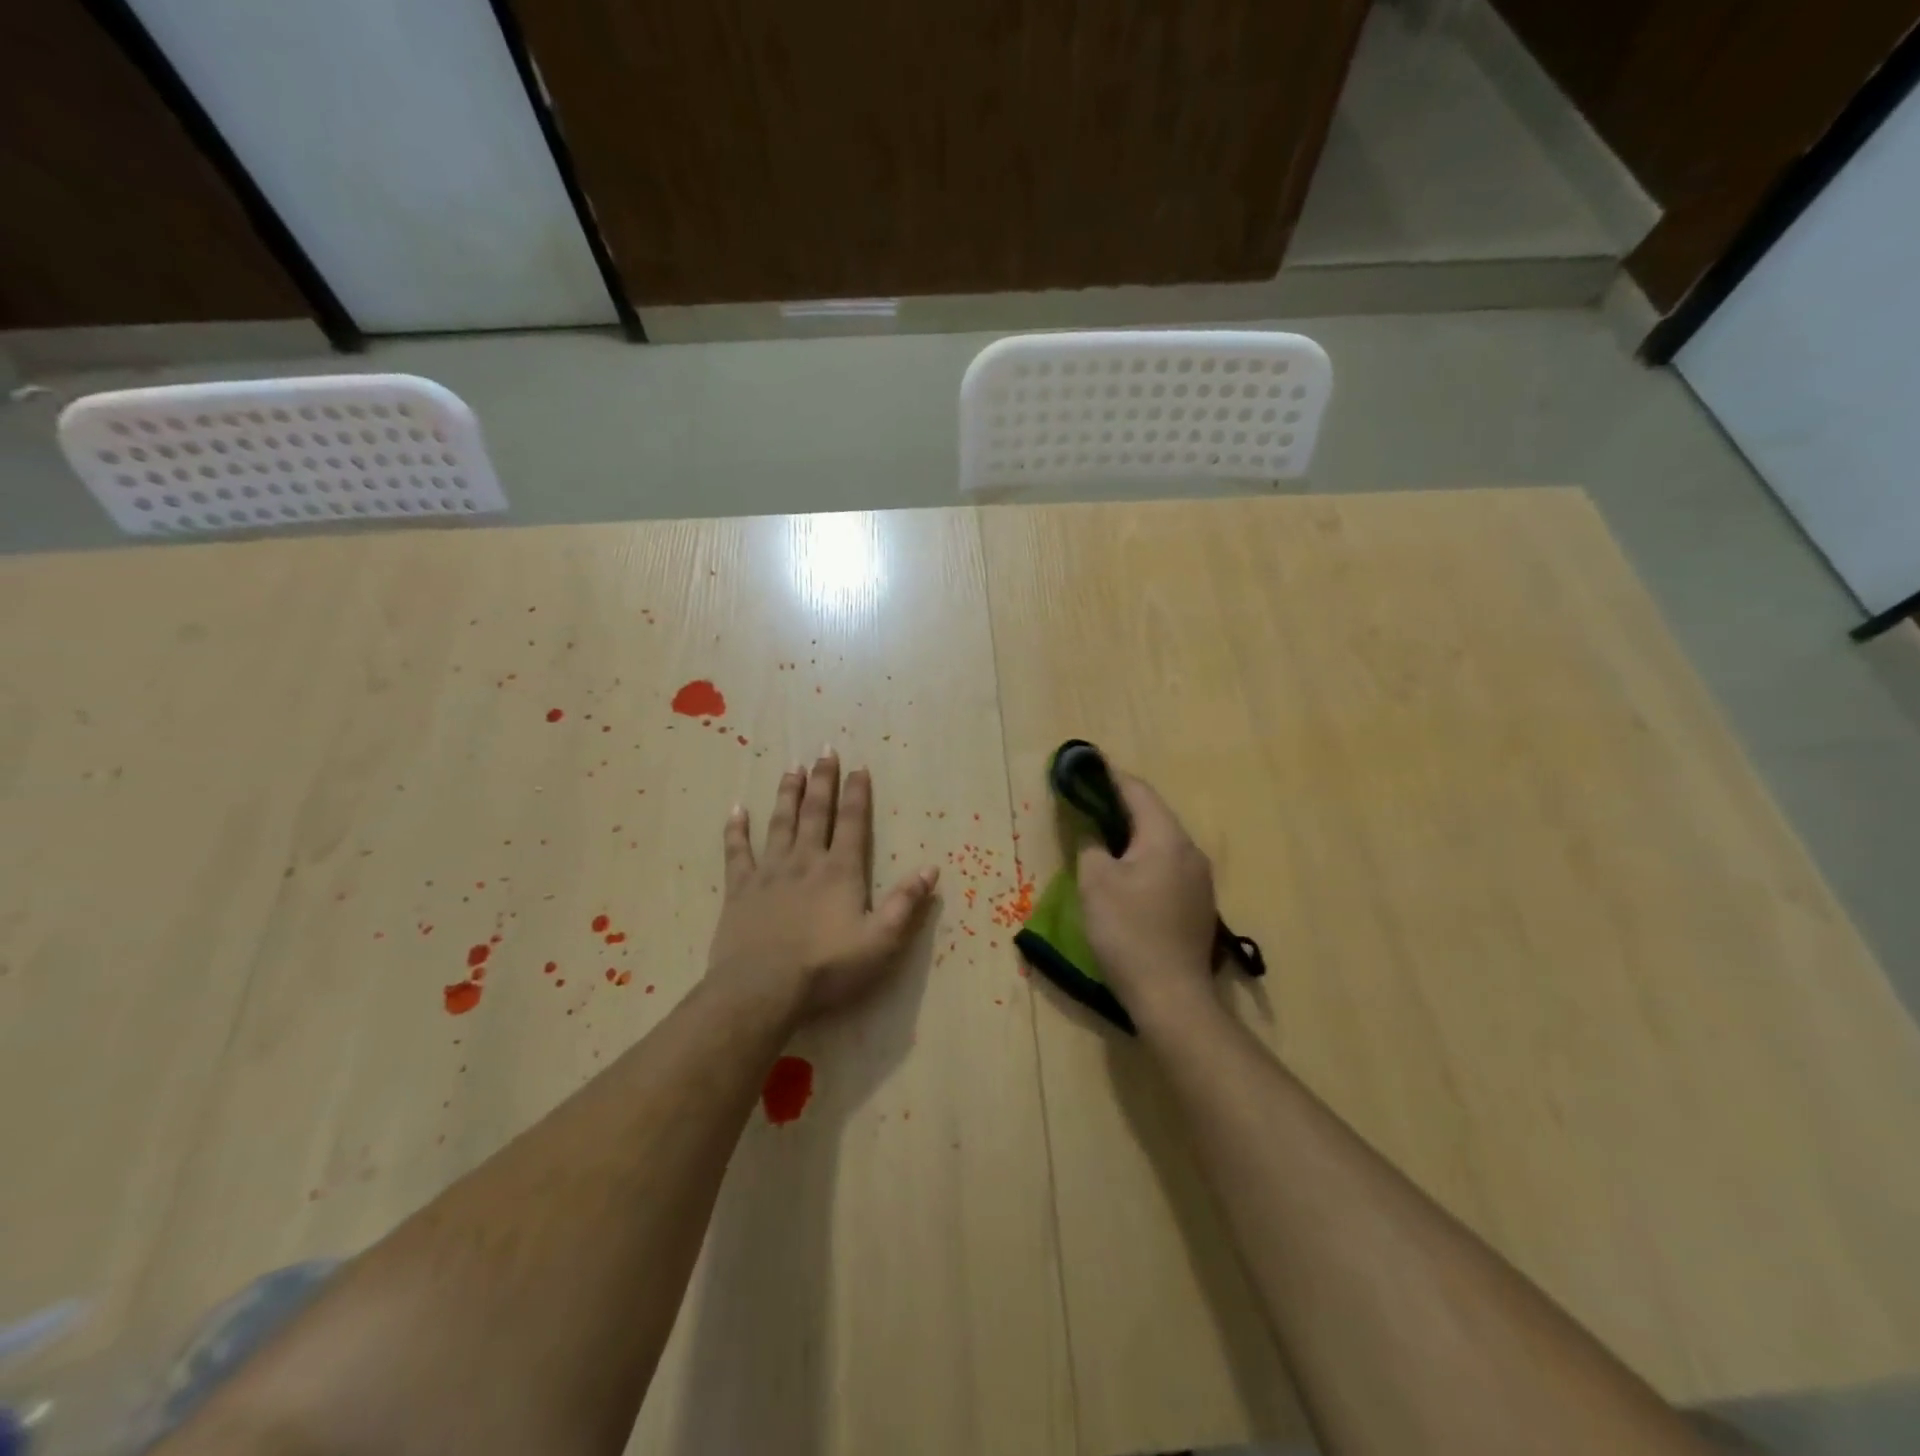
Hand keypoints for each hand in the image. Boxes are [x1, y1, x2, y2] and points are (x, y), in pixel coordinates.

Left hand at [706, 748, 939, 1021]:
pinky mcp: (740, 889)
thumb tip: (931, 869)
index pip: (851, 822)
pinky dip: (736, 830)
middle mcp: (805, 861)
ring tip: (792, 768)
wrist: (762, 990)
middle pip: (815, 812)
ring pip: (780, 823)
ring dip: (787, 794)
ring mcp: (769, 872)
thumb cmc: (826, 969)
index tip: (859, 766)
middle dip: (823, 780)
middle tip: (824, 751)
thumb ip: (905, 904)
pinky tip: (737, 809)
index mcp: (840, 871)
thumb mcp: (880, 942)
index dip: (857, 793)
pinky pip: (737, 852)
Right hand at [1077, 771, 1220, 1023]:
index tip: (1086, 770)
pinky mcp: (1198, 905)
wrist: (1172, 997)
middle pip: (1153, 815)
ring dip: (1132, 836)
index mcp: (1167, 838)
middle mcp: (1191, 852)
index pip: (1138, 791)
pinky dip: (1144, 860)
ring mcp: (1200, 880)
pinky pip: (1168, 867)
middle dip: (1120, 807)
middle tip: (1087, 805)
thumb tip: (1093, 835)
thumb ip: (1091, 847)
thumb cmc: (1128, 932)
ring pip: (1161, 843)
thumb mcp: (1095, 883)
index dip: (1110, 777)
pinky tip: (1126, 876)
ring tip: (1102, 839)